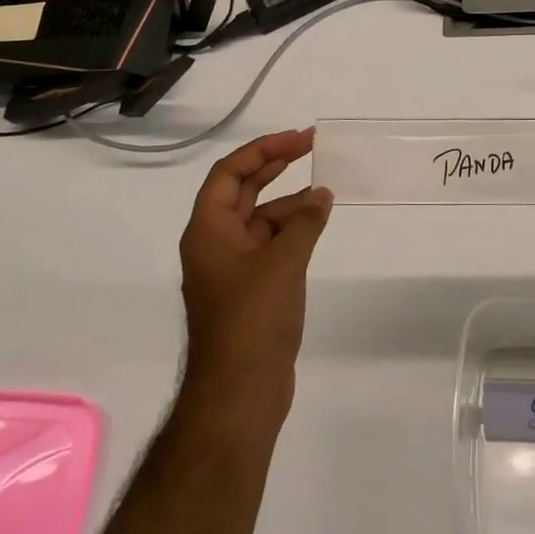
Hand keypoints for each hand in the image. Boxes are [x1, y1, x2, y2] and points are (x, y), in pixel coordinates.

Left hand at [178, 128, 332, 425]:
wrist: (239, 393)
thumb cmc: (253, 320)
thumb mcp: (283, 263)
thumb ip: (304, 222)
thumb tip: (321, 195)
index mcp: (208, 231)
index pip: (229, 173)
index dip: (262, 150)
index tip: (298, 139)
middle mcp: (215, 244)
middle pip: (243, 192)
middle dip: (275, 166)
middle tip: (311, 146)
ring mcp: (232, 269)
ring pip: (261, 220)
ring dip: (290, 203)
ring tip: (326, 195)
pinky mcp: (250, 291)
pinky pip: (270, 246)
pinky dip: (293, 232)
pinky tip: (317, 227)